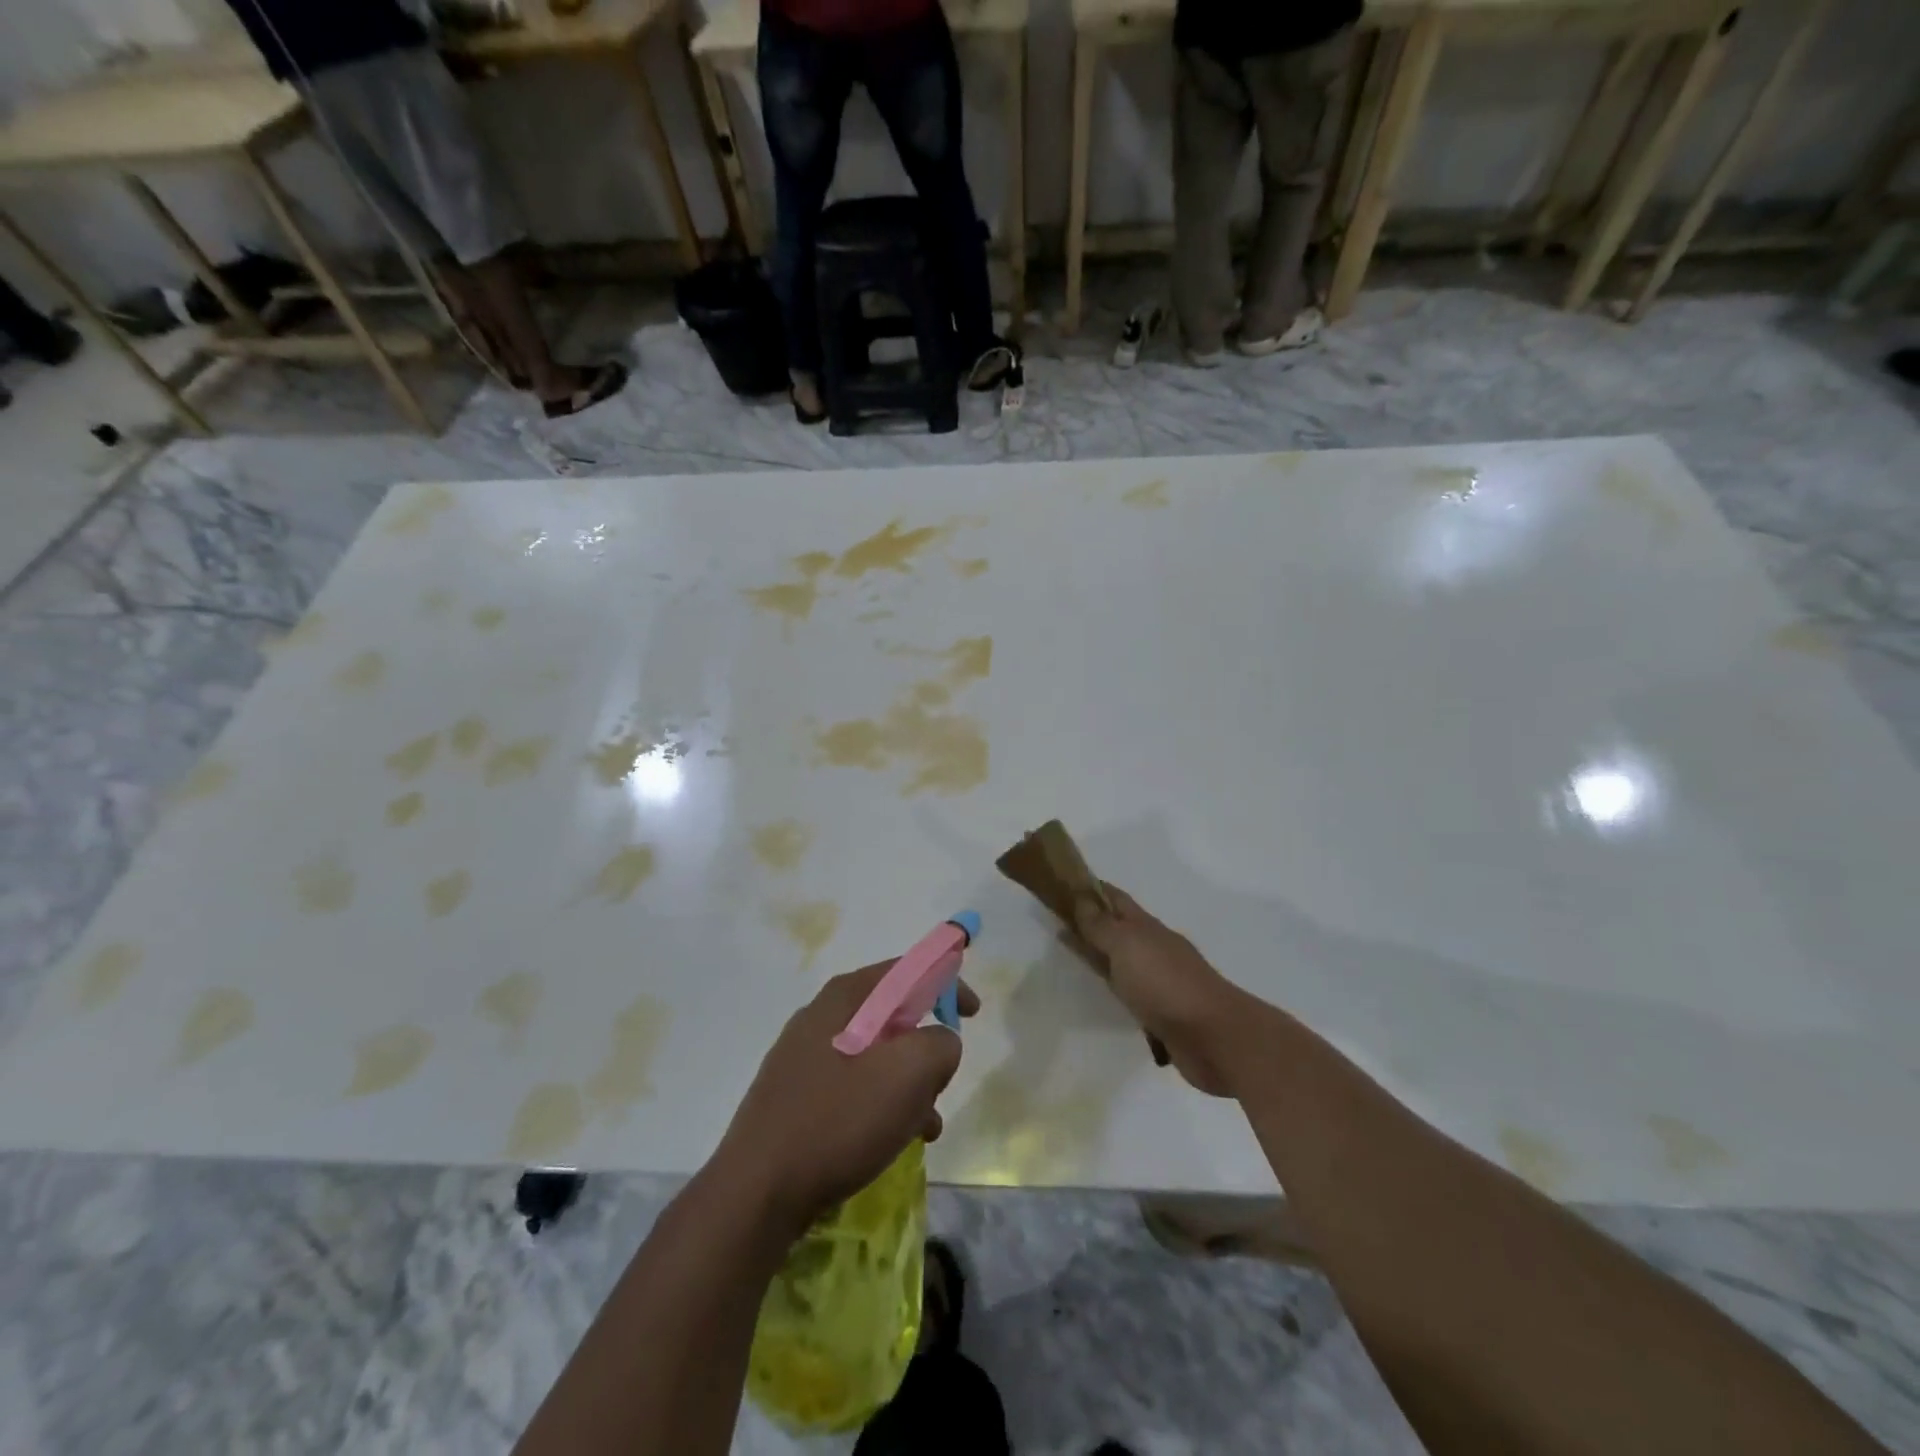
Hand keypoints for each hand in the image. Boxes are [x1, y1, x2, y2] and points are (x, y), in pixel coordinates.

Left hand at [711, 964, 976, 1233]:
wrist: (757, 1191)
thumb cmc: (839, 1120)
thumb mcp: (909, 1074)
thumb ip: (941, 1044)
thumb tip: (939, 1043)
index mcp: (848, 996)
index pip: (909, 969)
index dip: (948, 982)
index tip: (973, 1013)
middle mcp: (823, 1014)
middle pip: (893, 1014)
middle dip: (926, 1046)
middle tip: (941, 1081)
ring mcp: (804, 1054)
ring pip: (876, 1055)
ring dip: (908, 1083)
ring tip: (924, 1126)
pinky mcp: (795, 1093)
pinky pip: (853, 1084)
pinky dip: (881, 1103)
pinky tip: (891, 1141)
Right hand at [1071, 884, 1257, 1096]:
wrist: (1214, 1036)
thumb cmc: (1165, 983)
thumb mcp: (1127, 946)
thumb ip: (1101, 925)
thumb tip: (1081, 898)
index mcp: (1146, 926)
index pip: (1115, 898)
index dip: (1091, 889)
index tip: (1063, 884)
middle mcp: (1153, 948)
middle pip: (1118, 927)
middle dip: (1092, 920)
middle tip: (1059, 918)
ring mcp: (1159, 979)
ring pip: (1123, 959)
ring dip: (1102, 953)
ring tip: (1073, 953)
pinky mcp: (1160, 1011)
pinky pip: (1129, 990)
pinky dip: (1114, 984)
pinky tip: (1103, 989)